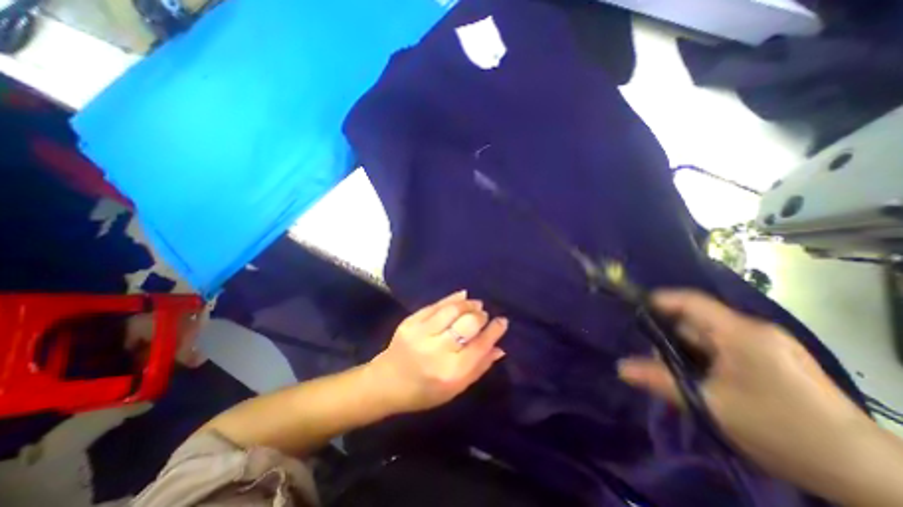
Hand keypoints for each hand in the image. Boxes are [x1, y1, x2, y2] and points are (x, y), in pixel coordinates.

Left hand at [365, 289, 507, 415]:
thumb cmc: (424, 392)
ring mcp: (421, 333)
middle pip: (468, 324)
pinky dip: (452, 299)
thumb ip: (479, 367)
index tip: (502, 321)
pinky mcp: (410, 322)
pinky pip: (436, 305)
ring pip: (452, 310)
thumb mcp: (455, 389)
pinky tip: (462, 296)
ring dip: (468, 304)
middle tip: (484, 314)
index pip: (480, 346)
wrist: (386, 382)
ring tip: (475, 304)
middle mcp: (436, 351)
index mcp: (450, 374)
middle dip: (480, 316)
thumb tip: (499, 347)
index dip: (494, 331)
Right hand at [617, 288, 869, 495]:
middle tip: (661, 364)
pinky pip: (726, 348)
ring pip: (710, 337)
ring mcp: (768, 344)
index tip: (635, 310)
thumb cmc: (782, 430)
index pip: (690, 301)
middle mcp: (754, 330)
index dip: (660, 300)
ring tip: (687, 380)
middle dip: (673, 339)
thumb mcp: (710, 404)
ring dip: (690, 353)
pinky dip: (708, 359)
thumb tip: (620, 367)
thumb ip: (660, 380)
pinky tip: (709, 383)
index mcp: (740, 333)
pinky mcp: (775, 359)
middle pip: (696, 321)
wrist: (872, 477)